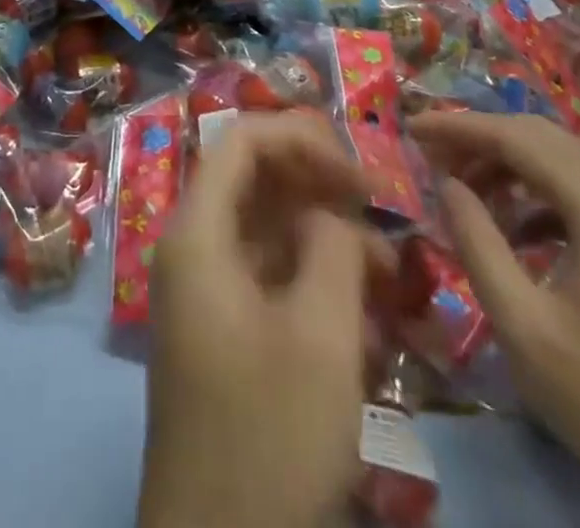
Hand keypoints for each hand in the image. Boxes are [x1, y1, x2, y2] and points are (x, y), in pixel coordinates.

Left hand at [138, 113, 391, 527]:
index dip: (301, 138)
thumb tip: (334, 212)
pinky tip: (362, 306)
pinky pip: (268, 274)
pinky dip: (312, 275)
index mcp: (197, 232)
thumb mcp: (320, 339)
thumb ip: (332, 249)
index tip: (361, 174)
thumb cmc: (268, 440)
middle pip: (251, 178)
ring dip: (322, 233)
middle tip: (378, 210)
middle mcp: (192, 247)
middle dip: (316, 182)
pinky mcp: (224, 330)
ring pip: (265, 228)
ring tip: (387, 269)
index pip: (241, 141)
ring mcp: (205, 290)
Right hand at [410, 112, 579, 527]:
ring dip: (508, 163)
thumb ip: (477, 244)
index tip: (409, 129)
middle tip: (429, 154)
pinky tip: (516, 226)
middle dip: (479, 138)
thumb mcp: (526, 329)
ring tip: (463, 190)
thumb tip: (447, 184)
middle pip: (540, 135)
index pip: (514, 135)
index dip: (456, 126)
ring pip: (564, 158)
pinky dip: (540, 190)